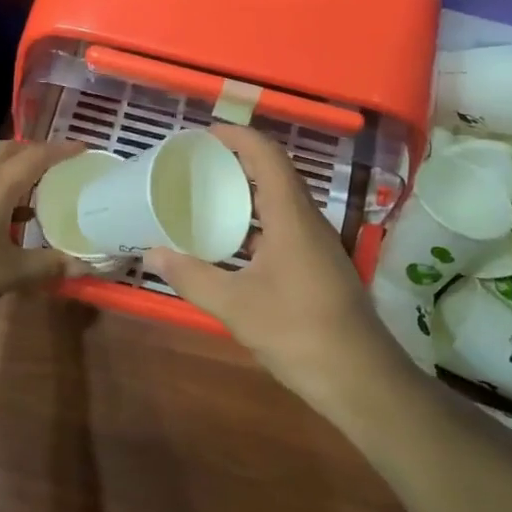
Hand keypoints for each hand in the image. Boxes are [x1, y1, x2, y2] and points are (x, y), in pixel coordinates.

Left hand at [0, 139, 89, 329]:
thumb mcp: (10, 273)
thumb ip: (48, 265)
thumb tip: (83, 266)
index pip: (32, 157)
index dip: (60, 150)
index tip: (83, 148)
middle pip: (5, 152)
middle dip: (34, 151)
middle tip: (59, 163)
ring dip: (15, 172)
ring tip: (41, 189)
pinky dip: (1, 192)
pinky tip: (11, 219)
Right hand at [144, 126, 409, 415]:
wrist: (359, 377)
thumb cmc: (298, 331)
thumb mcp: (235, 305)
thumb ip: (192, 277)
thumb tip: (152, 253)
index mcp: (291, 216)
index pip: (268, 156)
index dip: (239, 137)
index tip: (205, 135)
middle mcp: (308, 221)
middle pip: (275, 174)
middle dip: (238, 162)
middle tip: (198, 166)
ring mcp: (318, 245)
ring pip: (281, 203)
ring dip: (248, 194)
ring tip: (209, 200)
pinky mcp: (320, 266)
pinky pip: (285, 228)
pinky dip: (258, 224)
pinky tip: (234, 247)